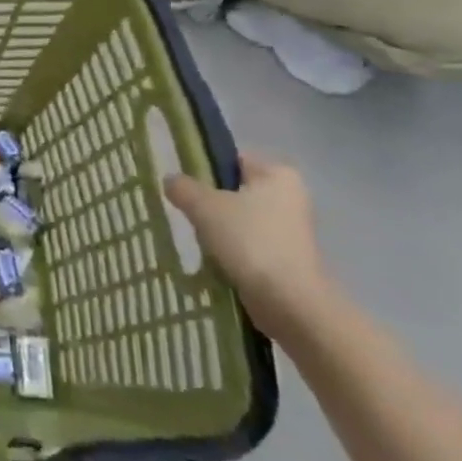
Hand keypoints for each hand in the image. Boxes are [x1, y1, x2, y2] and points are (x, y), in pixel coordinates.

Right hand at [164, 153, 335, 337]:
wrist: (288, 300)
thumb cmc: (249, 240)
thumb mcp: (204, 206)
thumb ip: (183, 187)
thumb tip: (171, 180)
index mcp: (277, 174)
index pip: (232, 159)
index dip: (203, 168)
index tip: (180, 184)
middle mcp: (290, 196)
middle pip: (235, 190)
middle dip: (209, 201)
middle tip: (183, 211)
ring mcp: (290, 229)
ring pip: (239, 218)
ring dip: (217, 227)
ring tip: (195, 237)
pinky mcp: (286, 256)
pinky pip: (248, 242)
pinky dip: (230, 248)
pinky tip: (212, 258)